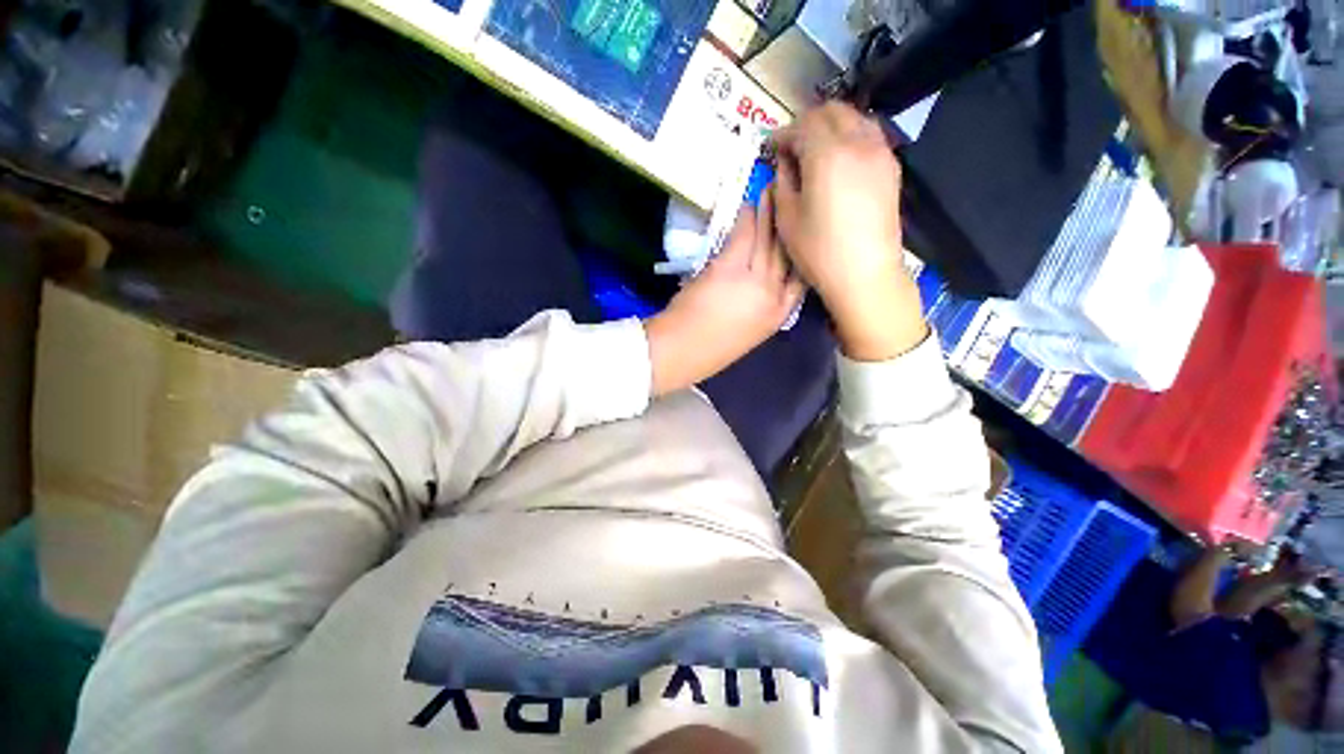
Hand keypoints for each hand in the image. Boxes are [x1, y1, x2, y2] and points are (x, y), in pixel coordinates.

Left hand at [645, 198, 803, 395]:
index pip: (801, 279)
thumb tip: (759, 278)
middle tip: (792, 198)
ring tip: (773, 190)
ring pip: (769, 241)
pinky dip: (747, 219)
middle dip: (791, 224)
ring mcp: (754, 282)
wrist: (682, 351)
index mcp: (778, 317)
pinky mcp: (729, 269)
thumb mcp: (746, 331)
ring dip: (771, 213)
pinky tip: (748, 206)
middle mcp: (773, 297)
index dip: (802, 252)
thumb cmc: (709, 348)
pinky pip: (744, 237)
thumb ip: (758, 305)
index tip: (802, 232)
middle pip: (788, 254)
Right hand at [772, 102, 926, 361]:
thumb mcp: (787, 219)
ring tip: (815, 151)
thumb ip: (783, 183)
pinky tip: (839, 161)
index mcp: (827, 154)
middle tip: (791, 146)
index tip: (770, 148)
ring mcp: (880, 153)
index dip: (782, 134)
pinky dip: (850, 137)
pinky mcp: (891, 168)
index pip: (802, 125)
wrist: (865, 274)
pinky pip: (869, 136)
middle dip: (807, 123)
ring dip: (831, 126)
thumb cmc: (819, 251)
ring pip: (854, 118)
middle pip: (831, 111)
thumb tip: (785, 163)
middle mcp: (858, 142)